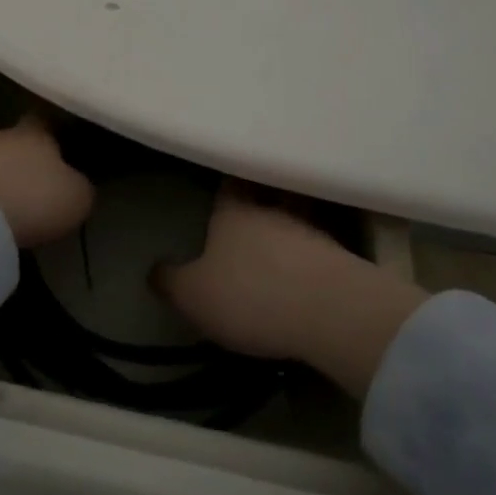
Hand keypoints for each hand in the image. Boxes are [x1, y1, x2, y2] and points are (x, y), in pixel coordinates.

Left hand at [0, 114, 94, 249]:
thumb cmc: (34, 199)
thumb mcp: (76, 198)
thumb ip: (80, 186)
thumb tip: (76, 184)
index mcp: (36, 132)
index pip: (46, 122)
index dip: (53, 136)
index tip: (61, 153)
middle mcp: (2, 134)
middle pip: (14, 141)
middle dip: (22, 159)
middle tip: (33, 183)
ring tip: (8, 203)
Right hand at [157, 186, 424, 396]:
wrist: (329, 312)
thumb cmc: (250, 294)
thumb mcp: (193, 296)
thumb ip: (171, 281)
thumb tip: (153, 269)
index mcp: (235, 211)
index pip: (229, 184)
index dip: (226, 183)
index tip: (222, 182)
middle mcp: (275, 210)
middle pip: (269, 193)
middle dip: (262, 199)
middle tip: (252, 208)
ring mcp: (313, 231)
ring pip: (298, 217)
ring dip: (289, 227)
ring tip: (279, 243)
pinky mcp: (342, 258)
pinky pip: (319, 248)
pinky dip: (310, 255)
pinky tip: (304, 271)